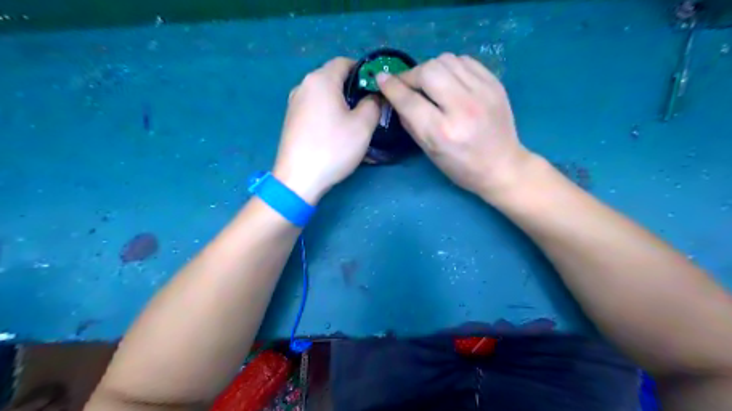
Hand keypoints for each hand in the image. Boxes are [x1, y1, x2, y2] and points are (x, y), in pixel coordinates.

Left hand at [271, 56, 380, 203]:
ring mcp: (294, 104)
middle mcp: (304, 85)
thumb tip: (373, 97)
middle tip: (369, 108)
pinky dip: (328, 114)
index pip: (345, 62)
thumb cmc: (332, 148)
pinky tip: (337, 133)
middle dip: (353, 90)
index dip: (363, 71)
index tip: (376, 88)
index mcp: (320, 80)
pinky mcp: (291, 120)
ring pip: (324, 96)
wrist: (298, 178)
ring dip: (341, 104)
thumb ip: (373, 104)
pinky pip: (315, 109)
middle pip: (333, 78)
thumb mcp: (363, 126)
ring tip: (355, 122)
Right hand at [377, 52, 532, 198]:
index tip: (381, 79)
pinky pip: (464, 60)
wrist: (502, 166)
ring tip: (429, 83)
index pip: (410, 100)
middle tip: (408, 85)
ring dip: (430, 68)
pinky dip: (450, 67)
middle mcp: (463, 107)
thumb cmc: (461, 167)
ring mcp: (482, 92)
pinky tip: (449, 80)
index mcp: (443, 132)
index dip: (391, 87)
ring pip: (446, 60)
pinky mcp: (495, 83)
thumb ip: (410, 122)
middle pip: (428, 71)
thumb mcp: (430, 152)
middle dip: (411, 75)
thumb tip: (395, 97)